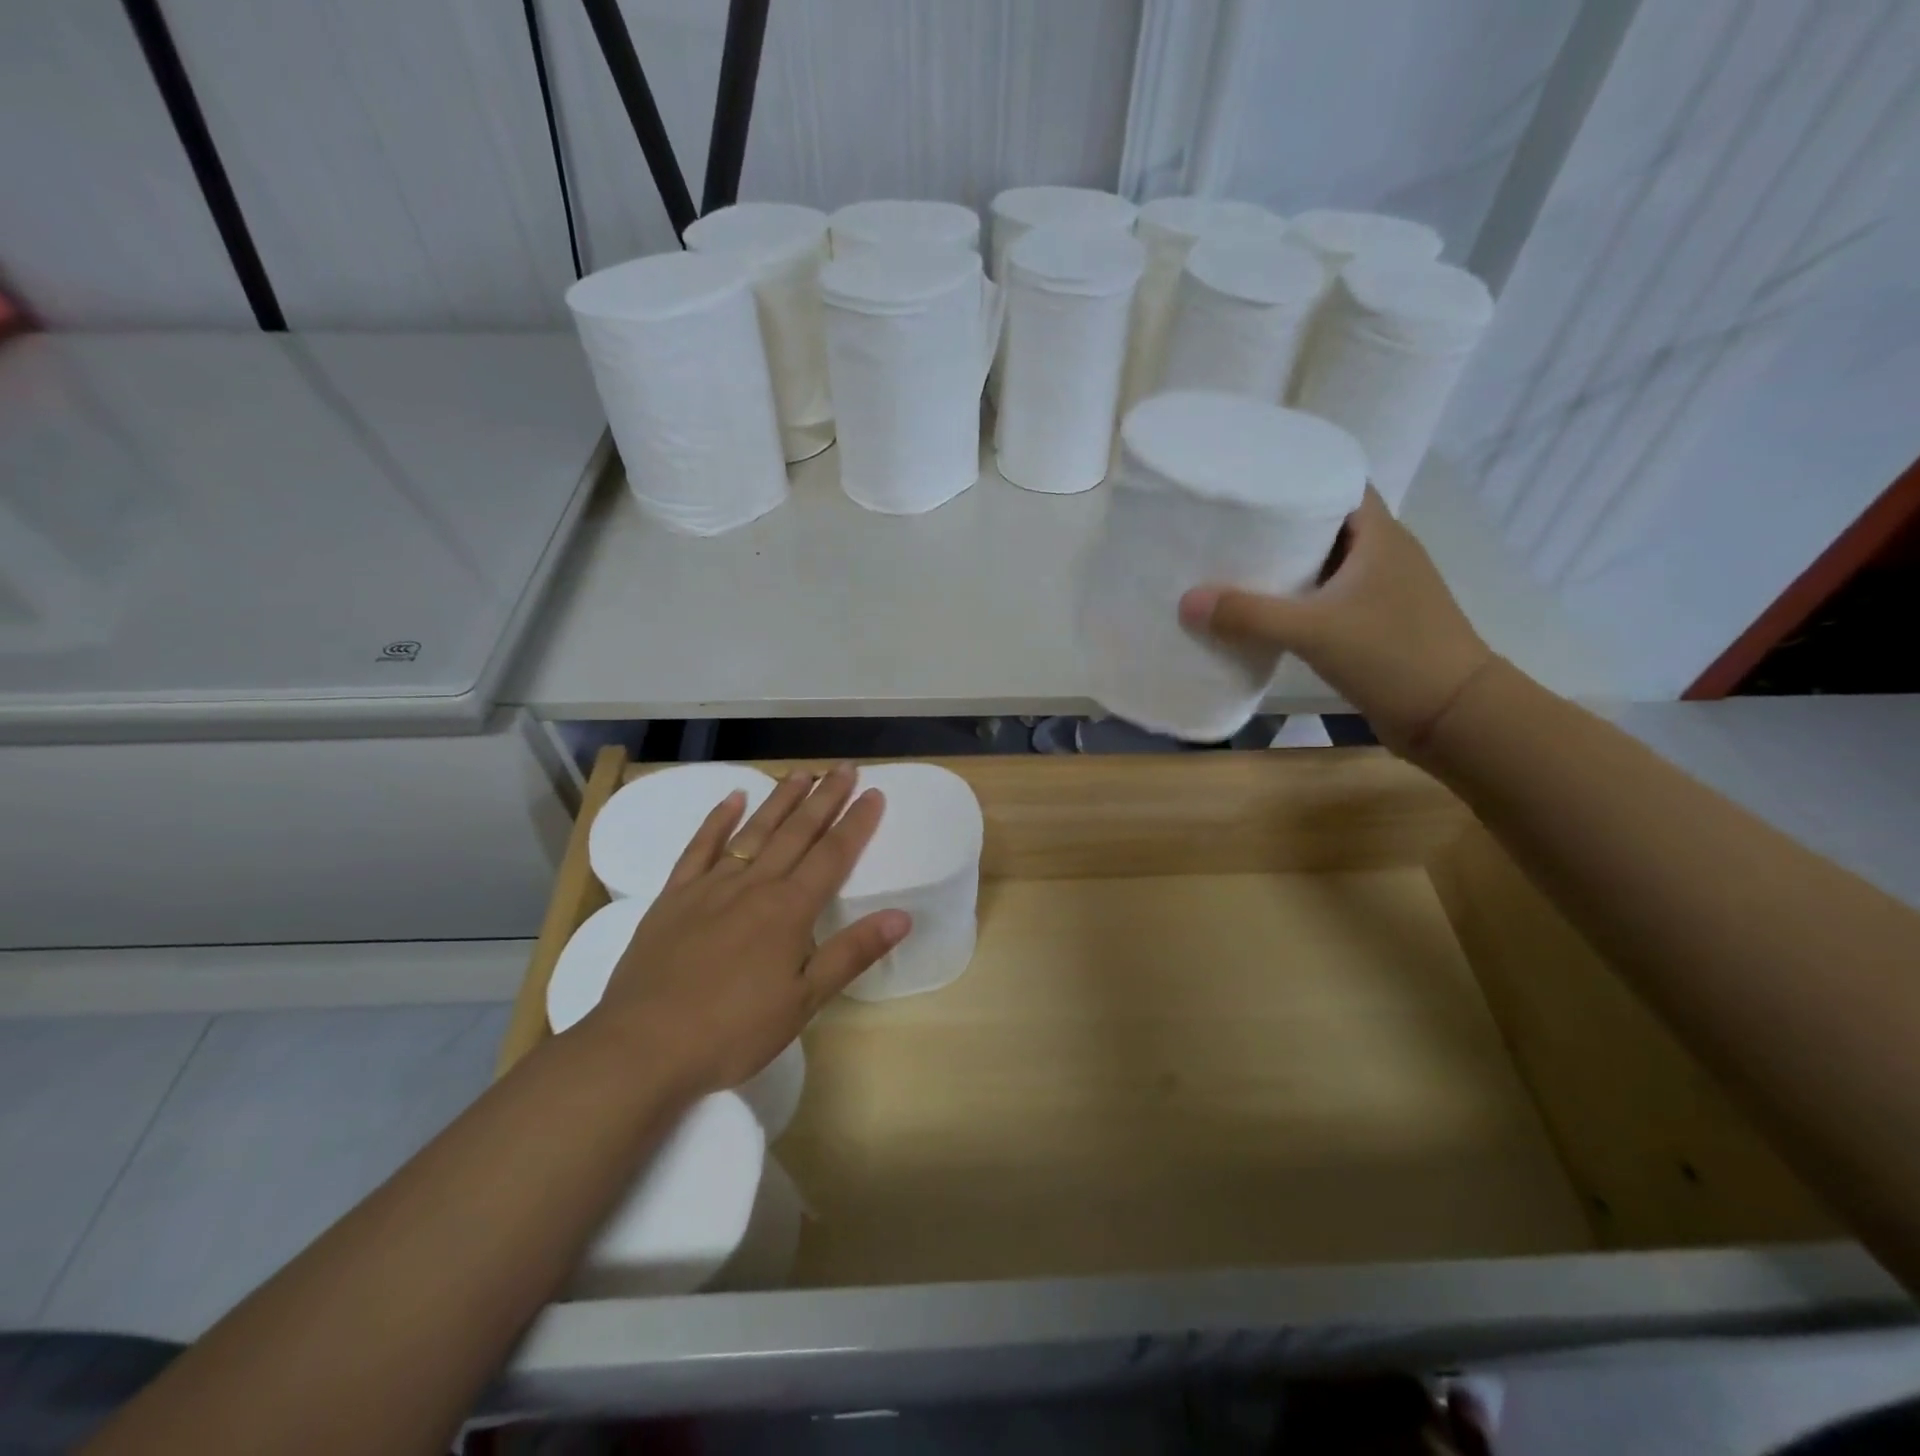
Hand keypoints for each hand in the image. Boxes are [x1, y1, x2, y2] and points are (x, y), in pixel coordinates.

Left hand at [583, 766, 909, 1096]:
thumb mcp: (803, 1001)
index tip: (874, 793)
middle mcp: (754, 886)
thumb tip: (902, 916)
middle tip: (844, 768)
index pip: (832, 855)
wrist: (643, 1046)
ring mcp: (710, 887)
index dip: (856, 823)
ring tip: (801, 773)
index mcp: (789, 910)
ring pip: (753, 831)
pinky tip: (732, 799)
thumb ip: (852, 953)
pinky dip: (717, 821)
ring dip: (780, 800)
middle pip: (796, 833)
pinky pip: (699, 848)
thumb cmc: (732, 1031)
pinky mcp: (674, 897)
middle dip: (824, 799)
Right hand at [1178, 488, 1494, 756]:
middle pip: (1326, 525)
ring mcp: (1382, 591)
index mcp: (1380, 535)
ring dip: (1287, 566)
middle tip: (1229, 526)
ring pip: (1326, 565)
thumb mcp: (1313, 631)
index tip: (1251, 484)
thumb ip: (1249, 615)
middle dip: (1280, 525)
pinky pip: (1328, 598)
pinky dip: (1298, 600)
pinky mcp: (1375, 624)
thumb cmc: (1391, 654)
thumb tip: (1186, 602)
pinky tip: (1264, 612)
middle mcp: (1384, 554)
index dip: (1298, 477)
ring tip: (1234, 564)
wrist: (1452, 716)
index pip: (1339, 484)